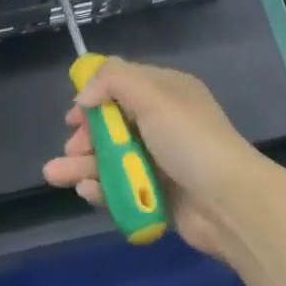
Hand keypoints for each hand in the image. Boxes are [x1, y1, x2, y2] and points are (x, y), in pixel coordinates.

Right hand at [43, 59, 278, 261]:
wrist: (230, 203)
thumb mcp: (153, 95)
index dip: (95, 95)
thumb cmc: (190, 140)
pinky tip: (85, 191)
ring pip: (113, 157)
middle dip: (86, 134)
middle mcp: (163, 122)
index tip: (74, 112)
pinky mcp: (159, 195)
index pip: (123, 85)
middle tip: (70, 146)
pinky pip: (123, 186)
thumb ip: (114, 81)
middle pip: (114, 123)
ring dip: (83, 163)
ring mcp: (161, 160)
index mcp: (166, 92)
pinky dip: (102, 187)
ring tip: (55, 174)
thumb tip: (85, 94)